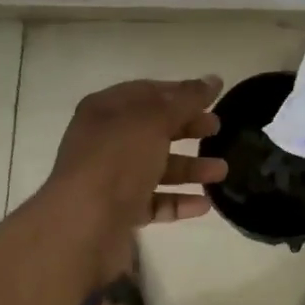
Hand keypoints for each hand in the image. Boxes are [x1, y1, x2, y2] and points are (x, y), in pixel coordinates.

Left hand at [48, 76, 228, 229]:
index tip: (211, 98)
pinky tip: (204, 204)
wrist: (83, 225)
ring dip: (190, 168)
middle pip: (153, 129)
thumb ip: (186, 100)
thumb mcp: (155, 120)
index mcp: (105, 110)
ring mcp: (110, 178)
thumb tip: (213, 79)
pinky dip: (178, 201)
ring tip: (222, 171)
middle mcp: (105, 141)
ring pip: (156, 167)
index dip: (180, 92)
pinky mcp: (118, 212)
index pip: (147, 92)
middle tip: (217, 129)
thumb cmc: (117, 160)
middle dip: (187, 128)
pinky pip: (154, 201)